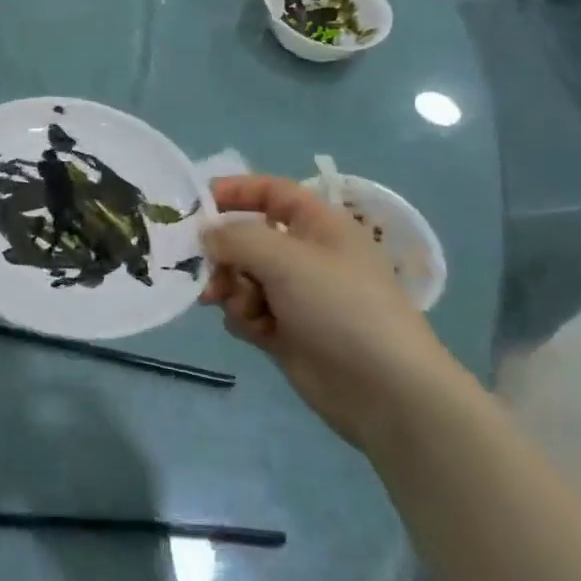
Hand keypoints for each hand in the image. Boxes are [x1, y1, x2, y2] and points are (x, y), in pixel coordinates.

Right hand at [201, 176, 454, 449]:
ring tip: (240, 307)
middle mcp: (306, 254)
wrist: (384, 390)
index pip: (271, 192)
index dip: (235, 191)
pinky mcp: (286, 330)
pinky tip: (257, 332)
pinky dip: (245, 317)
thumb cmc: (340, 307)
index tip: (196, 204)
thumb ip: (236, 238)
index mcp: (318, 224)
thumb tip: (206, 235)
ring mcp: (296, 295)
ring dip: (232, 289)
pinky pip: (247, 310)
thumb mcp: (285, 258)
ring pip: (241, 276)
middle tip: (206, 269)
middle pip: (247, 237)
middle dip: (224, 253)